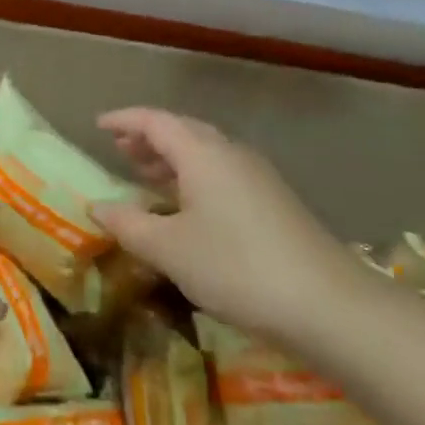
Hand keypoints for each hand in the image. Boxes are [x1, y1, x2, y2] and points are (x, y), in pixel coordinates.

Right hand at [89, 108, 374, 344]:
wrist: (327, 304)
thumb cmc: (235, 267)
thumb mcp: (169, 249)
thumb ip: (128, 224)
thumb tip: (97, 206)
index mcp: (202, 153)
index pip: (155, 121)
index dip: (124, 120)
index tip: (98, 125)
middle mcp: (230, 154)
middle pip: (183, 132)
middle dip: (148, 138)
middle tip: (119, 149)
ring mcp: (257, 177)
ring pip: (205, 154)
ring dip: (172, 159)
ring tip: (145, 174)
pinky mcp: (273, 202)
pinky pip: (221, 174)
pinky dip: (193, 178)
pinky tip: (186, 207)